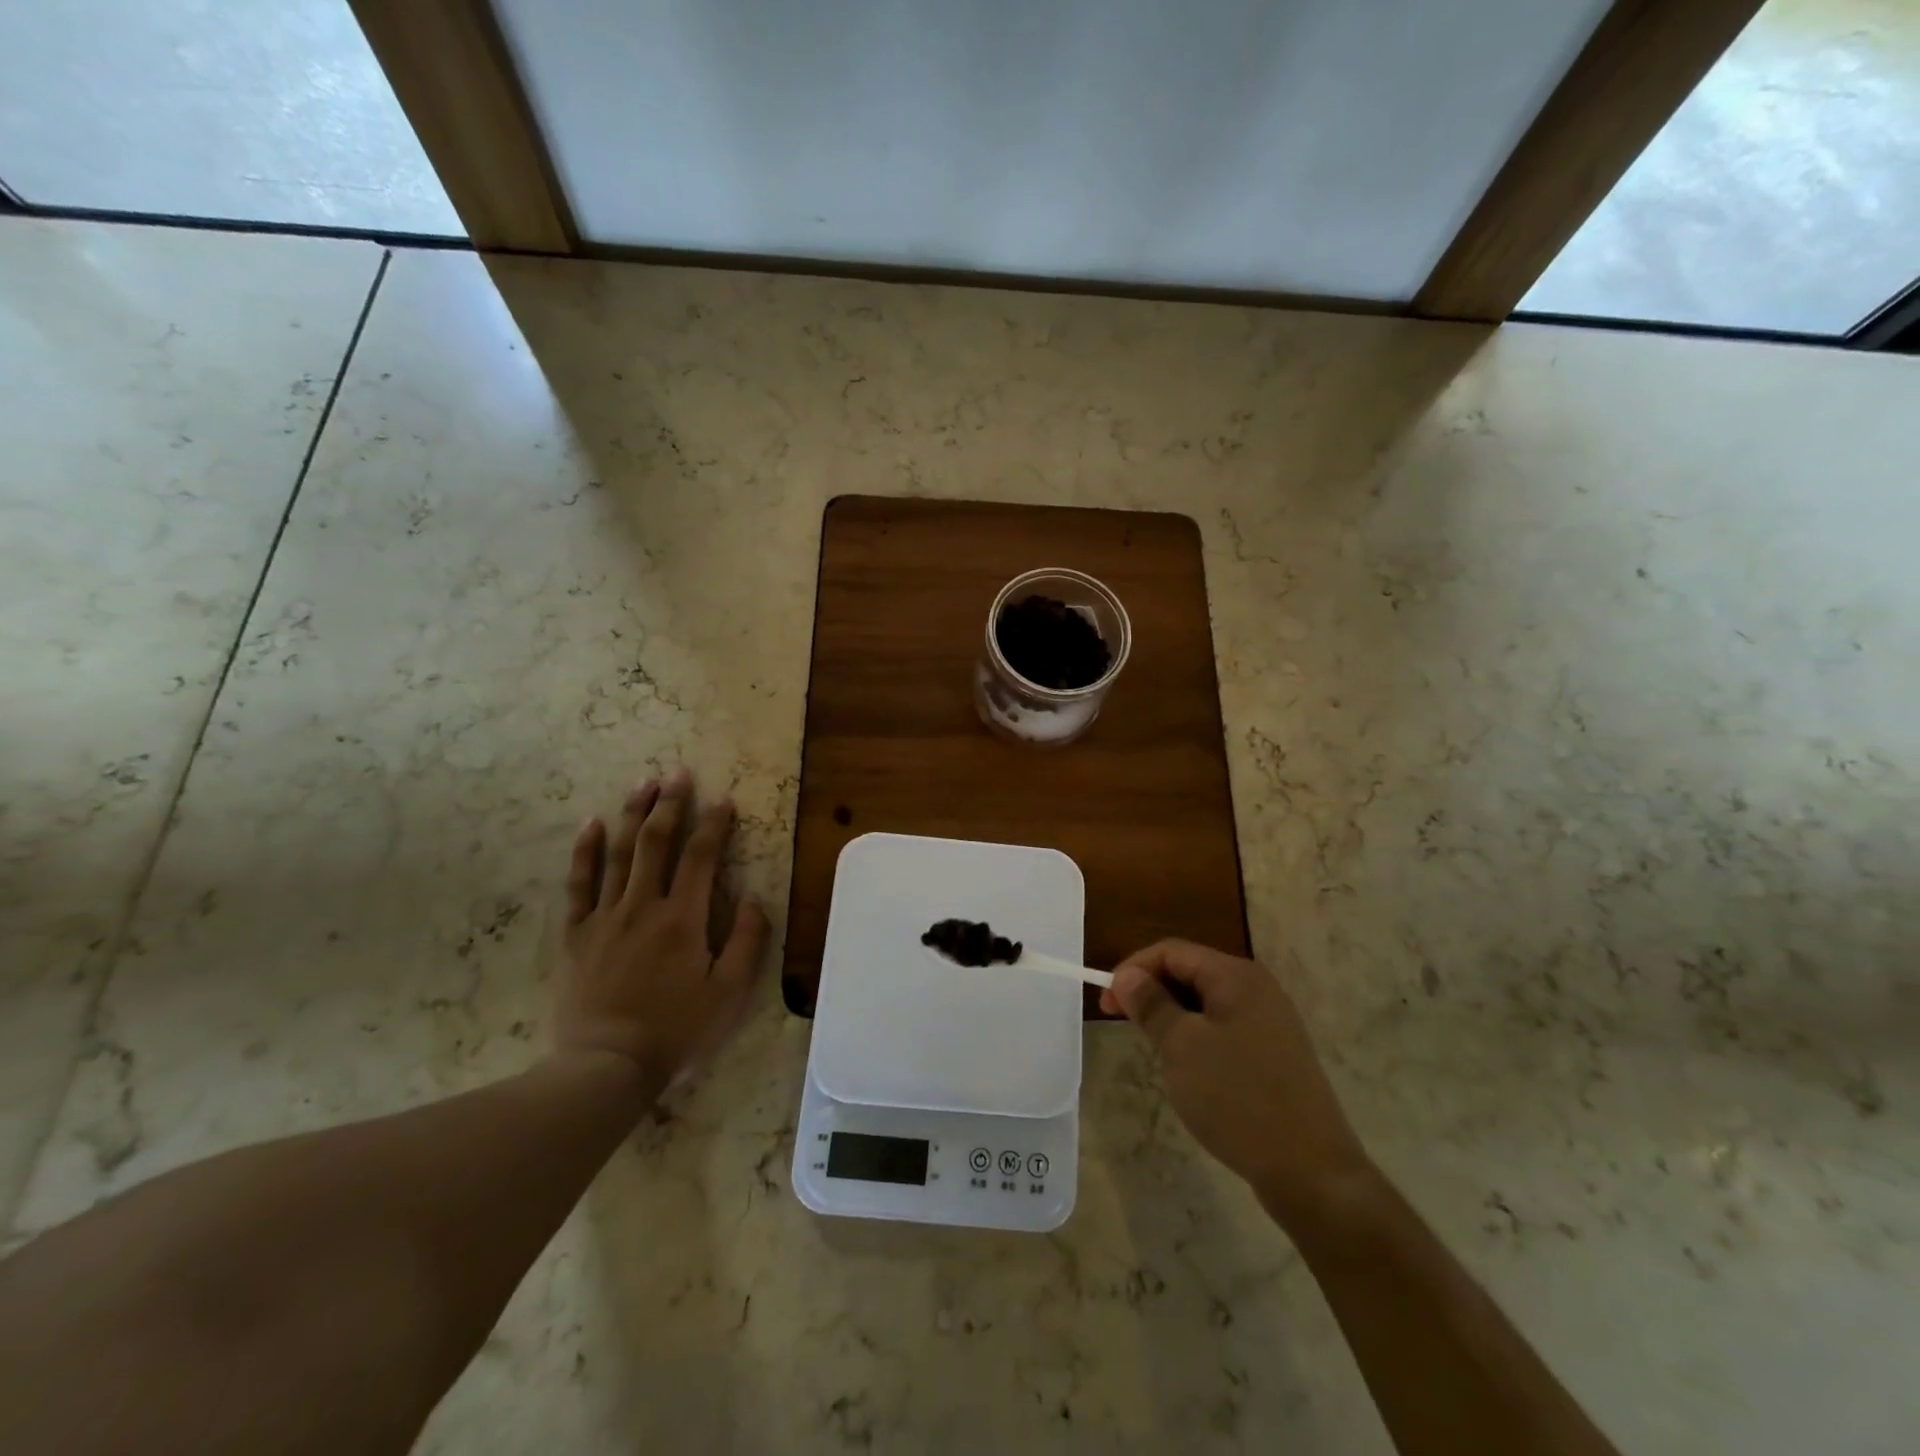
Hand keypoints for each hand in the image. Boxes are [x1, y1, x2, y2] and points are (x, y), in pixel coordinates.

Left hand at [556, 768, 770, 1089]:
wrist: (606, 1066)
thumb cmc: (676, 1030)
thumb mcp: (729, 994)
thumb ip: (748, 942)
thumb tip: (756, 898)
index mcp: (684, 919)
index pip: (702, 857)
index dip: (715, 824)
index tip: (724, 799)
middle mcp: (644, 906)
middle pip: (657, 843)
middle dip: (671, 804)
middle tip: (679, 773)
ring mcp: (605, 917)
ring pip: (620, 853)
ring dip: (634, 814)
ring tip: (644, 782)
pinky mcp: (577, 934)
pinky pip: (579, 883)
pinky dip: (586, 851)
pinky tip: (592, 823)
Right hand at [1103, 940, 1371, 1223]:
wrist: (1311, 1171)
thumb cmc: (1238, 1098)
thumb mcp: (1182, 1047)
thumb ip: (1151, 1004)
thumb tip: (1127, 975)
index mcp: (1236, 976)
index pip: (1172, 951)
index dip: (1133, 969)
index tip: (1106, 1003)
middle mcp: (1257, 988)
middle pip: (1190, 972)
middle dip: (1151, 991)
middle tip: (1121, 1022)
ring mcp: (1270, 1022)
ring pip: (1205, 1003)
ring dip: (1172, 1016)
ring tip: (1153, 1048)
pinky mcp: (1275, 1053)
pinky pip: (1224, 1028)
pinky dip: (1196, 1037)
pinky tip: (1189, 1069)